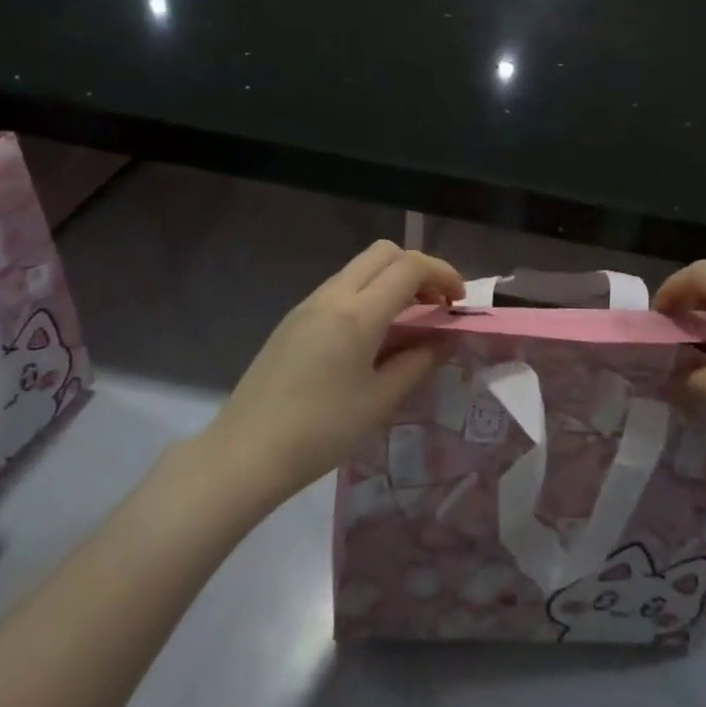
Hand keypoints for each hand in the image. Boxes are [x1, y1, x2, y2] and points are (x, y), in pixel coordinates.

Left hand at [208, 242, 463, 500]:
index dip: (443, 274)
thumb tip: (444, 339)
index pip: (410, 267)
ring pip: (360, 267)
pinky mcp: (293, 319)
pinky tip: (371, 335)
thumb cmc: (321, 431)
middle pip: (384, 253)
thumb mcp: (380, 400)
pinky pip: (340, 287)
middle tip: (435, 304)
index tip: (459, 301)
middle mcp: (332, 295)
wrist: (245, 453)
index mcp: (358, 313)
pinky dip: (367, 294)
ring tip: (407, 321)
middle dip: (418, 268)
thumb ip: (418, 362)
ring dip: (391, 280)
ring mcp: (308, 304)